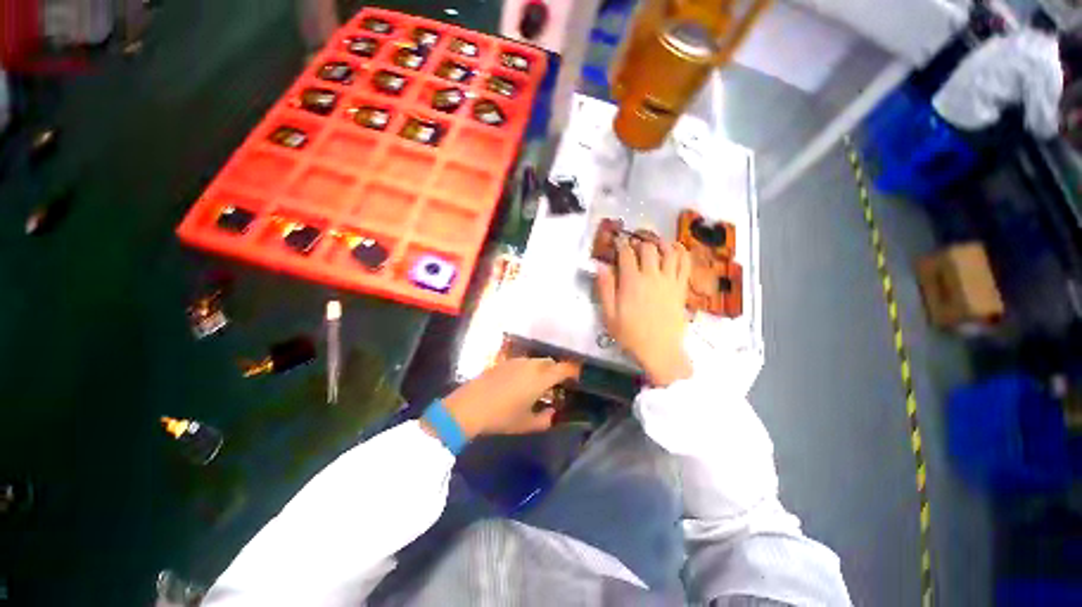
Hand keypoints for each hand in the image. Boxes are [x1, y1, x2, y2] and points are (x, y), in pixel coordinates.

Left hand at [431, 358, 579, 438]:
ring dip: (541, 369)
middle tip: (556, 384)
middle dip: (556, 370)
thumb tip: (552, 413)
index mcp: (540, 378)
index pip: (563, 369)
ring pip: (535, 361)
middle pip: (549, 362)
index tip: (577, 377)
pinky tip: (519, 383)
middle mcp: (530, 365)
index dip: (572, 371)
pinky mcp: (503, 363)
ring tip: (537, 384)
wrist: (469, 406)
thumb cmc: (501, 417)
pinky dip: (527, 369)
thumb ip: (544, 419)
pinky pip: (521, 363)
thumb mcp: (526, 423)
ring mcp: (515, 362)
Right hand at [597, 240, 692, 386]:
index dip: (620, 244)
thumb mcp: (609, 314)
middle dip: (639, 241)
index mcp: (632, 282)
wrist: (659, 350)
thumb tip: (600, 266)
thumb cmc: (630, 334)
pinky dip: (681, 252)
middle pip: (648, 248)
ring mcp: (670, 280)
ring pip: (669, 252)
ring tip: (654, 242)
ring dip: (661, 243)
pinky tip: (676, 249)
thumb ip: (605, 288)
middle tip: (634, 242)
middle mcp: (652, 276)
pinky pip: (685, 264)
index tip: (617, 241)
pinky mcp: (681, 287)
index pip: (626, 253)